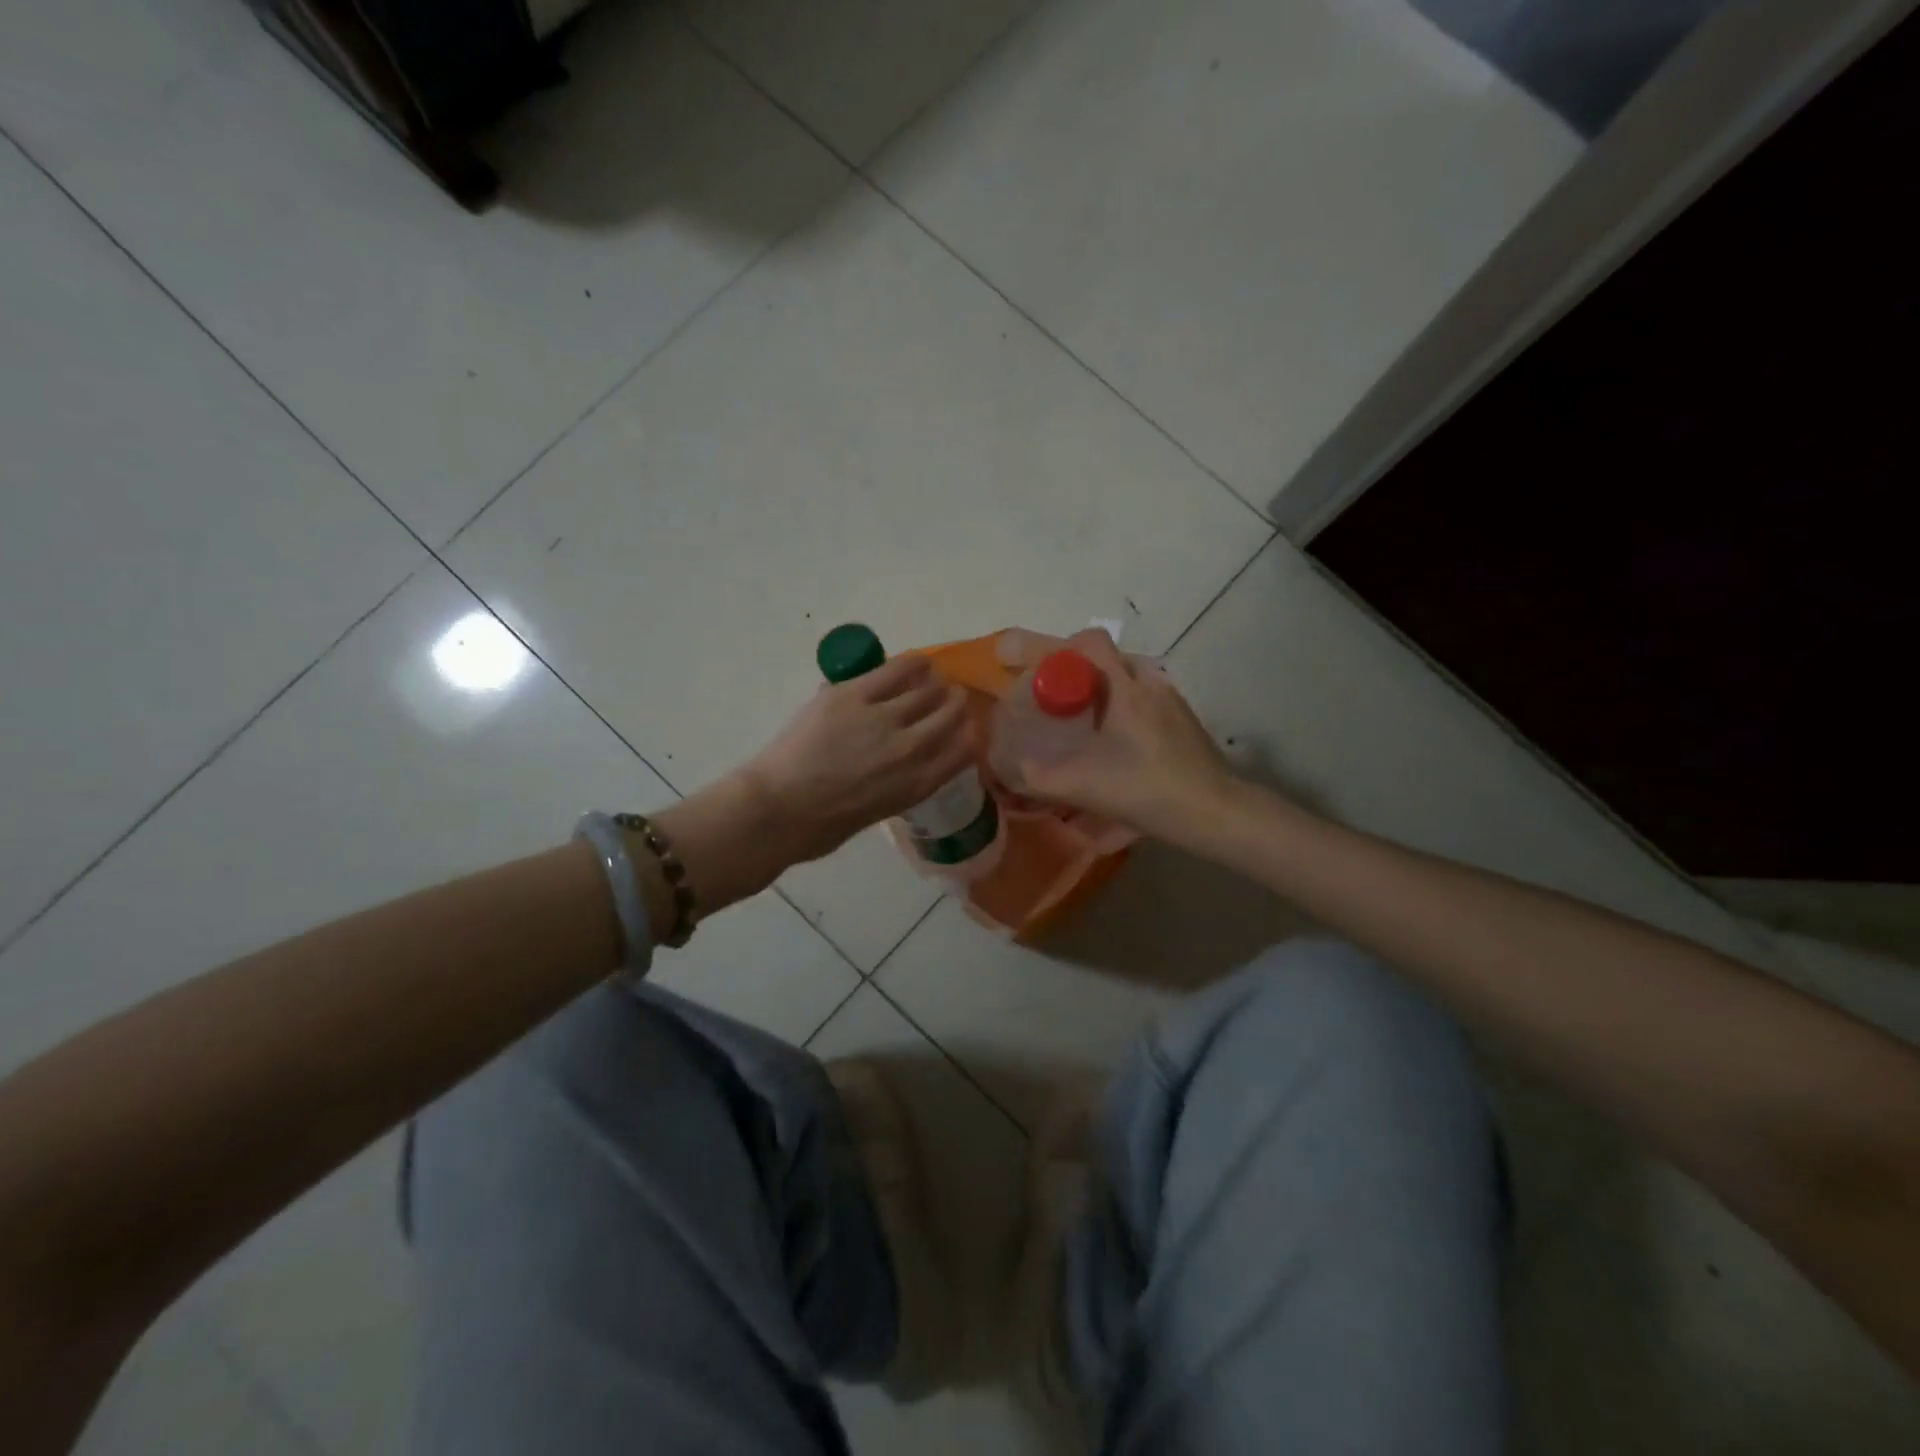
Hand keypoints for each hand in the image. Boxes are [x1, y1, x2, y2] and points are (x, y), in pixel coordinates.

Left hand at [743, 653, 974, 863]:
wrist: (779, 810)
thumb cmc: (821, 826)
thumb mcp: (877, 812)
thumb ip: (896, 786)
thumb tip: (894, 765)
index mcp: (917, 784)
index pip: (962, 751)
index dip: (968, 735)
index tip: (966, 727)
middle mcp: (912, 749)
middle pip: (949, 716)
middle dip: (956, 704)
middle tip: (954, 697)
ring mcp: (884, 718)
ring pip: (926, 692)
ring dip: (937, 685)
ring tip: (936, 680)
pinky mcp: (854, 694)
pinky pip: (895, 670)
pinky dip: (913, 664)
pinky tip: (919, 662)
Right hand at [1010, 629, 1237, 841]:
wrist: (1216, 813)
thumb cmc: (1148, 790)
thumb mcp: (1083, 786)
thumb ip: (1038, 777)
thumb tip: (1008, 766)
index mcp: (1126, 689)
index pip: (1090, 642)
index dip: (1057, 648)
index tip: (1036, 671)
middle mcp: (1150, 684)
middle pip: (1106, 658)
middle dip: (1076, 672)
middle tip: (1054, 701)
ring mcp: (1171, 701)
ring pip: (1127, 679)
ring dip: (1102, 691)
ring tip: (1082, 723)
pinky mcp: (1184, 721)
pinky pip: (1144, 699)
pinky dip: (1122, 709)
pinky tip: (1115, 743)